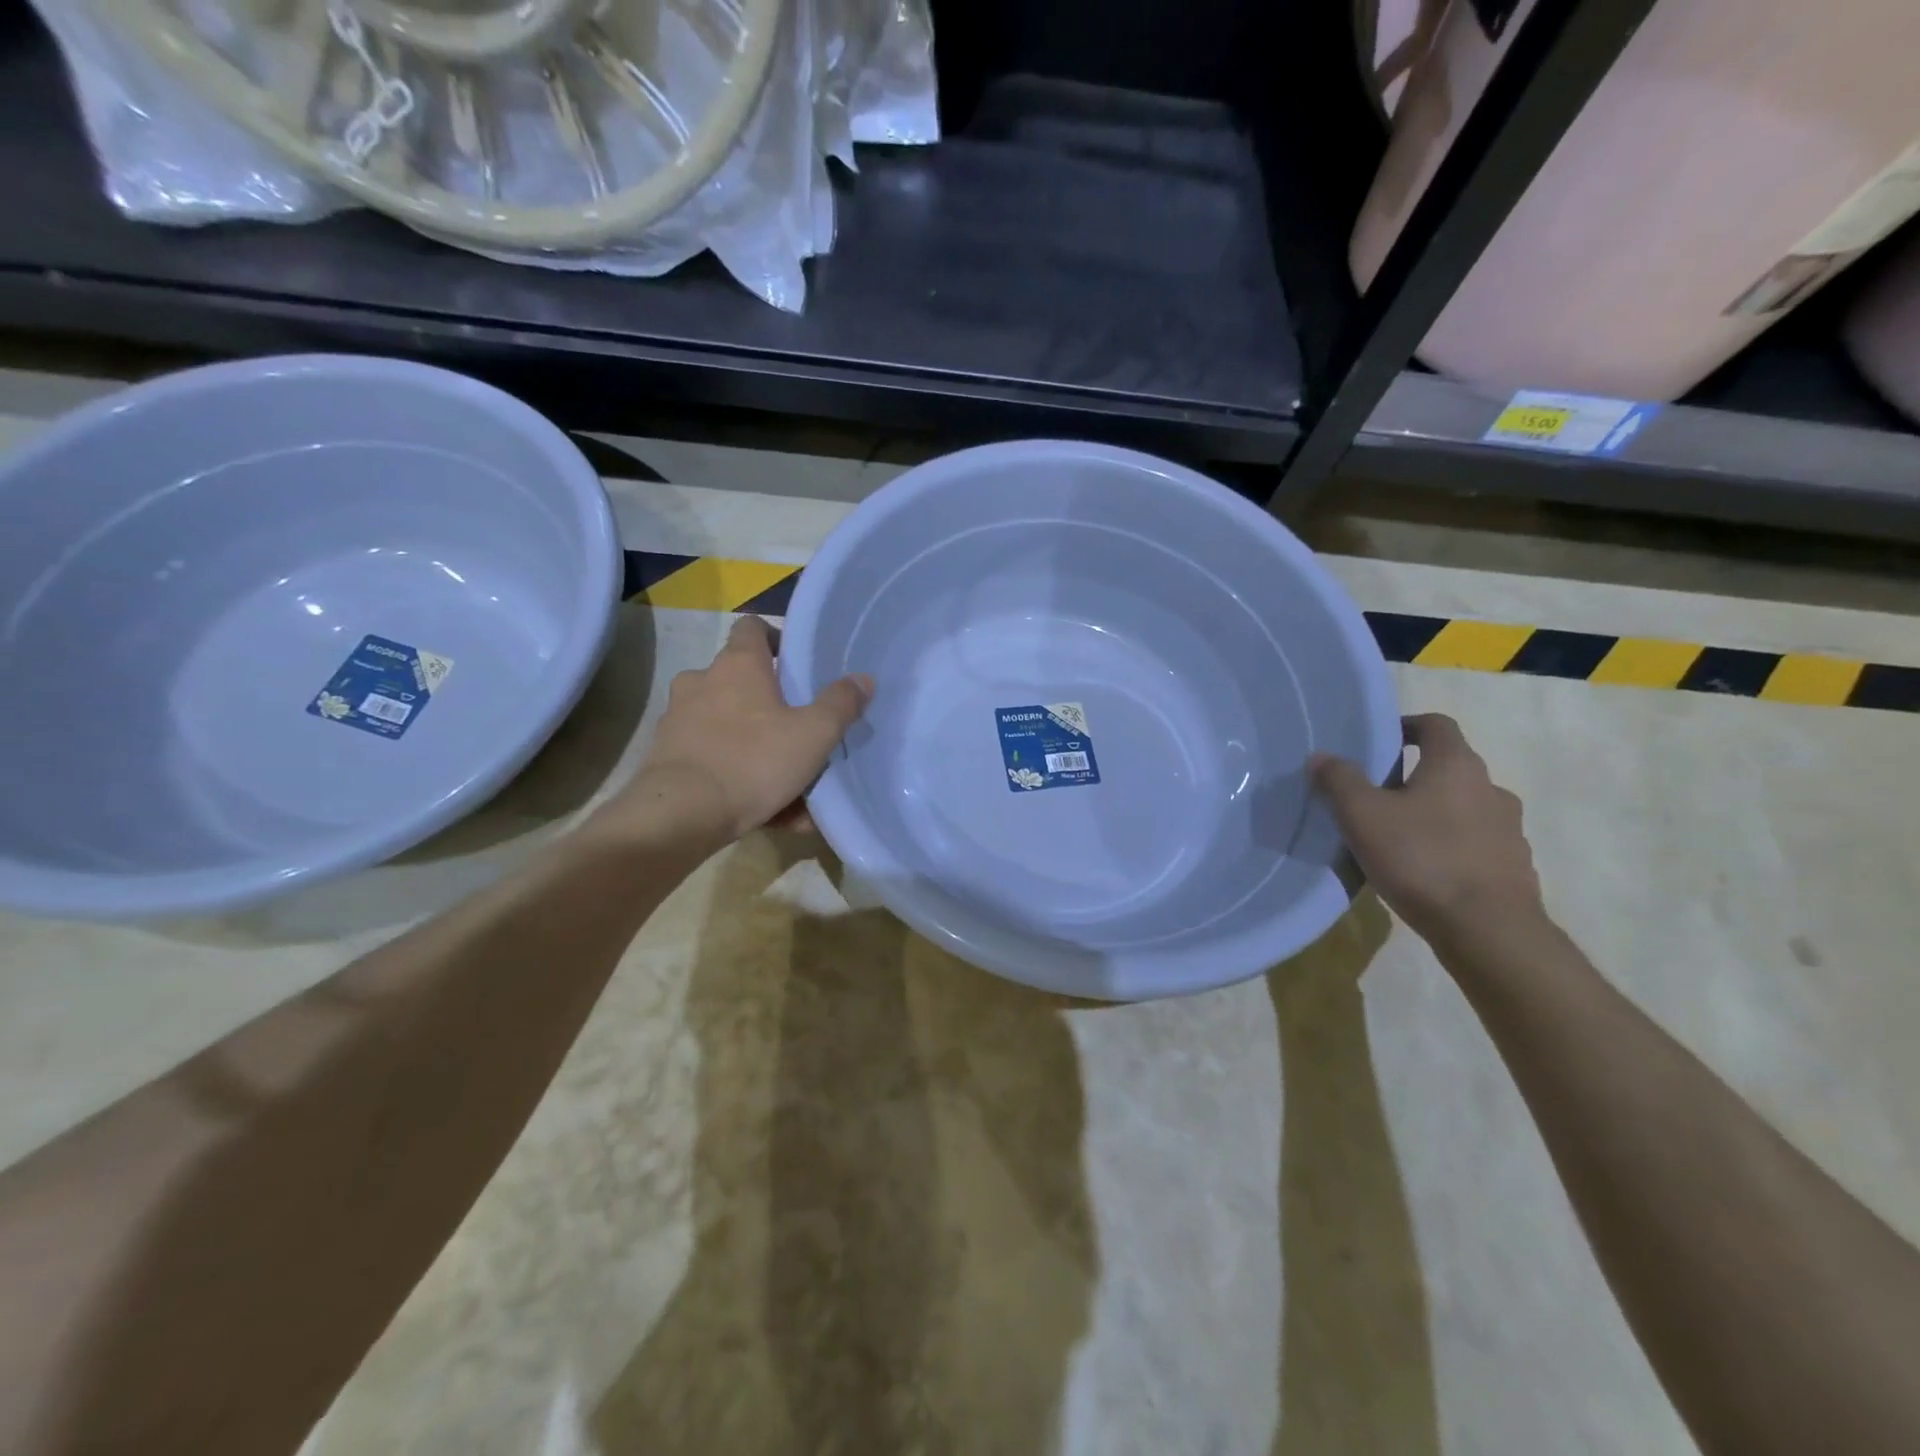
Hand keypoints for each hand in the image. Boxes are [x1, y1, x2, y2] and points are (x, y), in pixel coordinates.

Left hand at [606, 616, 872, 844]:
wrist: (680, 815)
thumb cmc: (752, 761)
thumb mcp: (813, 735)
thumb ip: (840, 705)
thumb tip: (863, 679)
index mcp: (737, 665)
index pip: (752, 628)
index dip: (775, 639)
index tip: (796, 663)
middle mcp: (702, 683)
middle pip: (742, 682)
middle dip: (771, 705)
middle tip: (801, 731)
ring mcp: (679, 720)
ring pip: (730, 727)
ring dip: (760, 748)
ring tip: (792, 786)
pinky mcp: (667, 757)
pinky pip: (716, 760)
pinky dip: (740, 778)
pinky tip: (769, 813)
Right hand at [1312, 713, 1543, 944]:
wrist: (1488, 931)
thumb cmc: (1421, 859)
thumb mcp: (1362, 815)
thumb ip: (1339, 780)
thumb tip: (1321, 757)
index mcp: (1456, 766)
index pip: (1436, 725)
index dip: (1407, 725)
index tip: (1379, 741)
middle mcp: (1491, 788)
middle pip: (1450, 767)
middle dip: (1415, 775)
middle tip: (1377, 795)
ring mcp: (1509, 830)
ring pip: (1466, 807)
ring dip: (1436, 813)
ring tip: (1400, 837)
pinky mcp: (1514, 867)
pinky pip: (1477, 844)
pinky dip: (1453, 846)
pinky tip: (1427, 870)